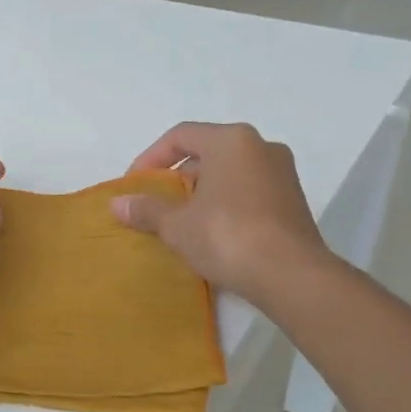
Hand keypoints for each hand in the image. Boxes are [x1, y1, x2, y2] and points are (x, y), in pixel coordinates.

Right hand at [111, 122, 336, 303]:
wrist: (291, 275)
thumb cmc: (227, 236)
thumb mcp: (177, 225)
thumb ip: (147, 209)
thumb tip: (118, 203)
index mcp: (230, 140)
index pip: (180, 136)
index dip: (150, 159)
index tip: (135, 186)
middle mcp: (261, 147)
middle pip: (207, 152)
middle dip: (178, 178)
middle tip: (157, 205)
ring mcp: (282, 173)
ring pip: (230, 173)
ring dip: (202, 193)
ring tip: (182, 222)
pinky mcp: (293, 201)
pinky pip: (249, 192)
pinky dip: (226, 204)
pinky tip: (213, 234)